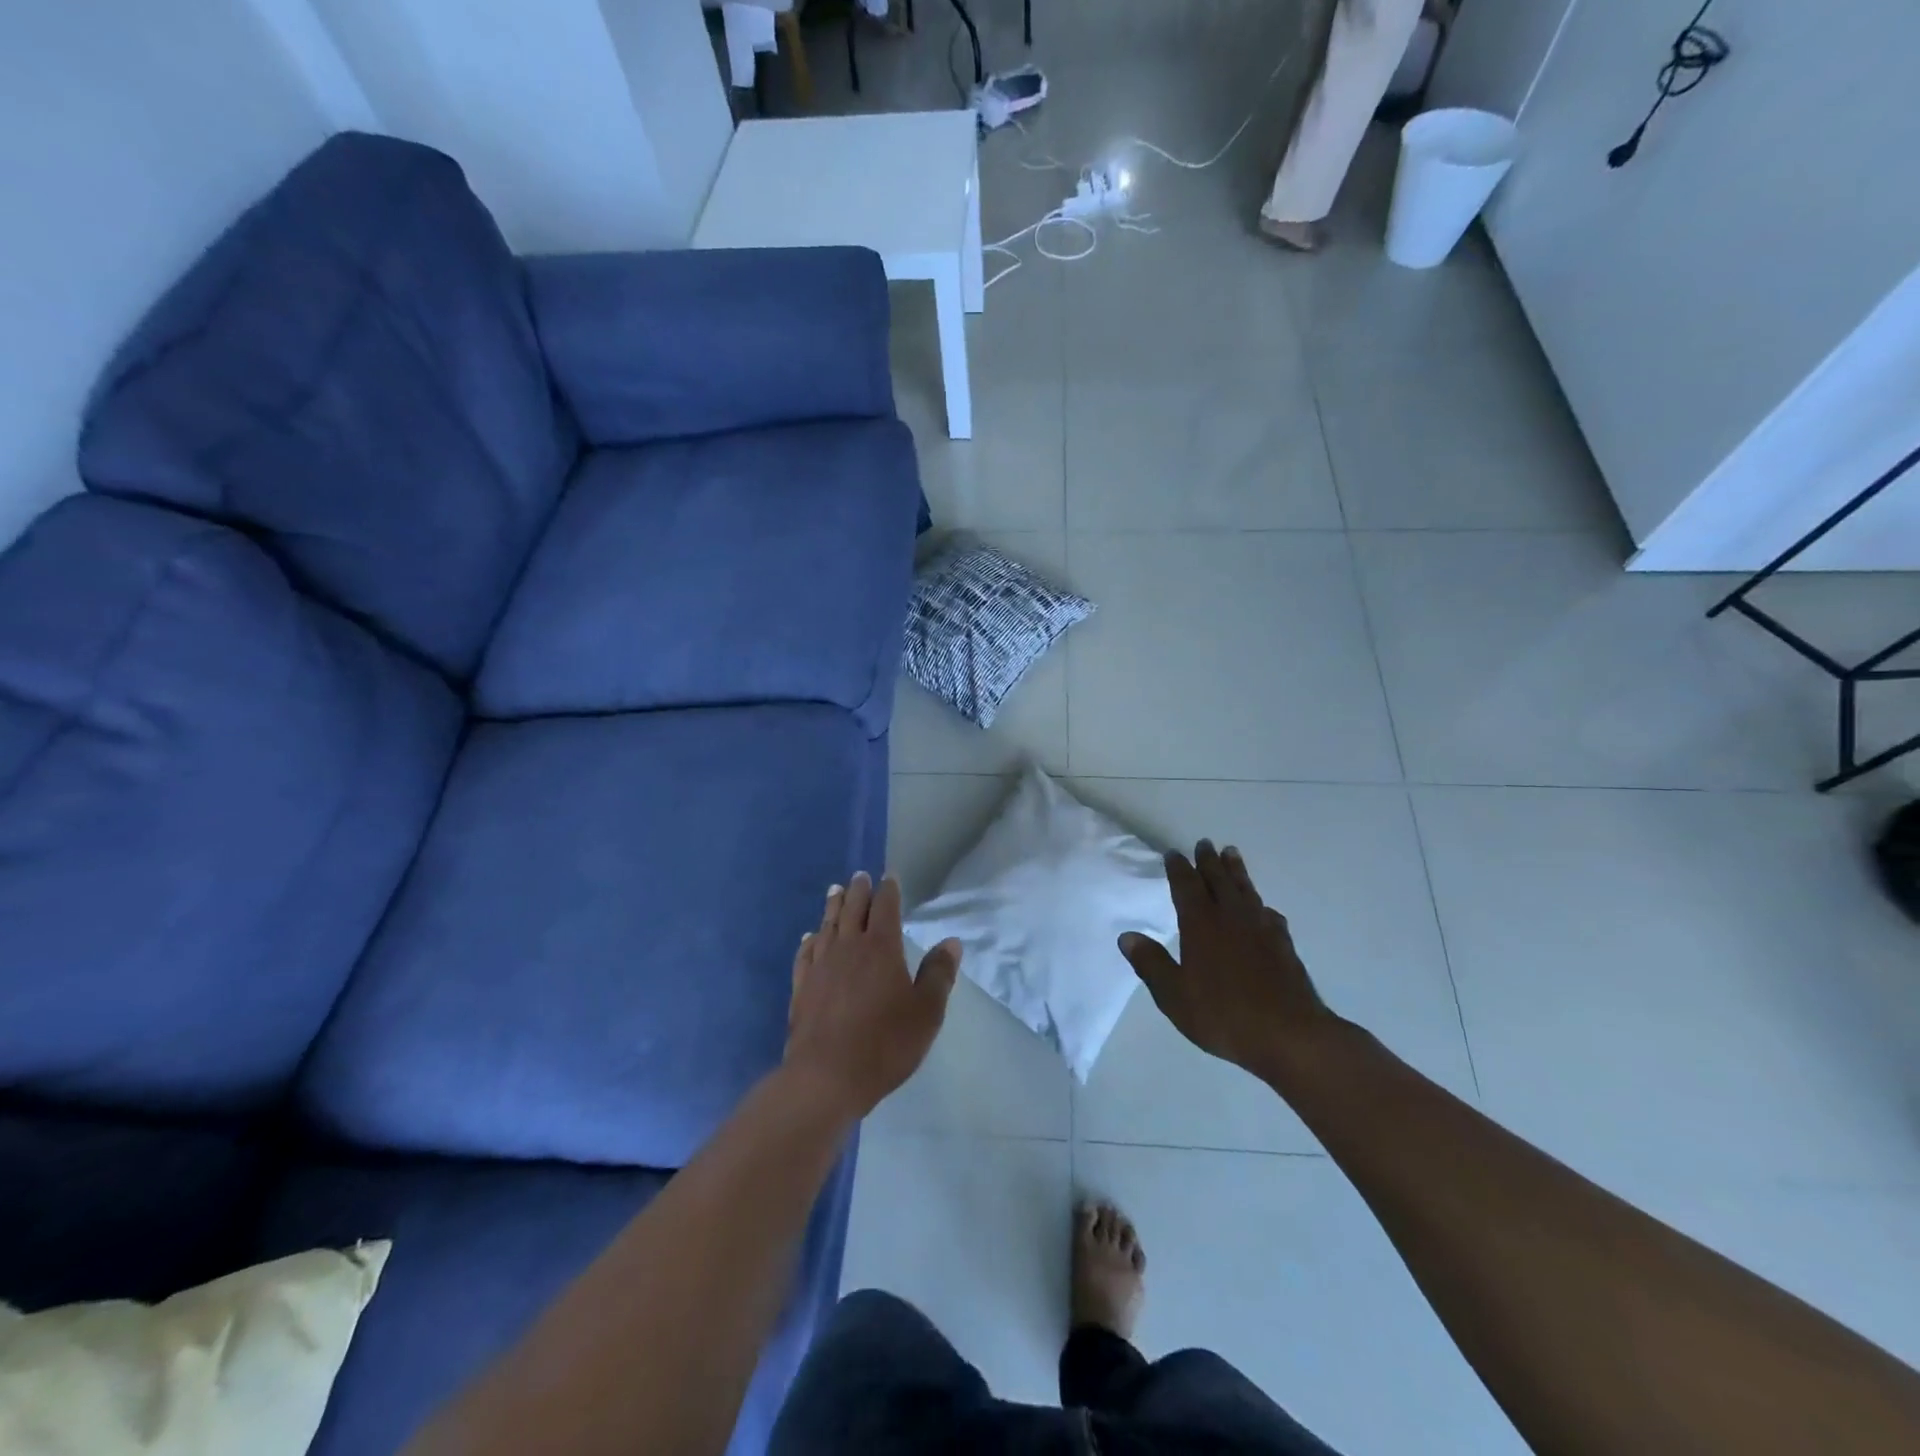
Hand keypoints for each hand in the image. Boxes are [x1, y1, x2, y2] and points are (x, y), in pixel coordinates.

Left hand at [784, 871, 961, 1122]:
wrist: (827, 1076)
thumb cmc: (885, 1043)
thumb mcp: (926, 1012)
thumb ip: (938, 974)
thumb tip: (951, 942)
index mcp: (881, 948)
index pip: (886, 907)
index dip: (889, 890)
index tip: (889, 877)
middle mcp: (849, 947)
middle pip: (853, 909)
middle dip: (858, 891)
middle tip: (860, 876)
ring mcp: (821, 966)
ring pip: (827, 925)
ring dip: (833, 906)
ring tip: (835, 891)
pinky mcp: (802, 987)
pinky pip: (806, 954)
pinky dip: (810, 940)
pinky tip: (810, 937)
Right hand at [1119, 841, 1334, 1081]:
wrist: (1289, 1035)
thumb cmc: (1223, 1015)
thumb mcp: (1174, 995)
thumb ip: (1151, 963)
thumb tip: (1127, 936)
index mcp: (1201, 924)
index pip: (1186, 887)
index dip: (1178, 869)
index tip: (1174, 853)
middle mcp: (1231, 918)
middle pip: (1218, 880)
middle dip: (1209, 861)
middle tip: (1204, 843)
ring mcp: (1261, 929)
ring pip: (1246, 890)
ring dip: (1236, 871)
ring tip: (1232, 853)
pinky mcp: (1284, 945)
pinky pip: (1269, 914)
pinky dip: (1261, 905)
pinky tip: (1263, 909)